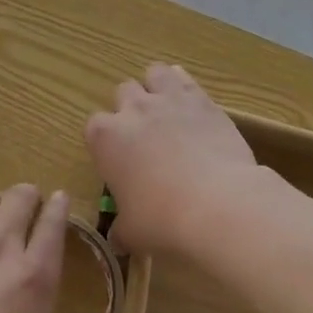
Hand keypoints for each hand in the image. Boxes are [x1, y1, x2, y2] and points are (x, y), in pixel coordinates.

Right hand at [85, 64, 257, 254]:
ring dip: (156, 87)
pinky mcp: (200, 99)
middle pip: (123, 92)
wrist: (218, 204)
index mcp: (105, 137)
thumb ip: (121, 229)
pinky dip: (184, 86)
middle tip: (146, 137)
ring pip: (153, 73)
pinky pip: (185, 78)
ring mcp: (167, 99)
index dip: (107, 142)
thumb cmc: (163, 220)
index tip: (120, 161)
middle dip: (131, 109)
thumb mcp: (133, 233)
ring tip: (168, 110)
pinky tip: (192, 104)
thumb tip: (118, 238)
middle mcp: (131, 109)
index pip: (95, 127)